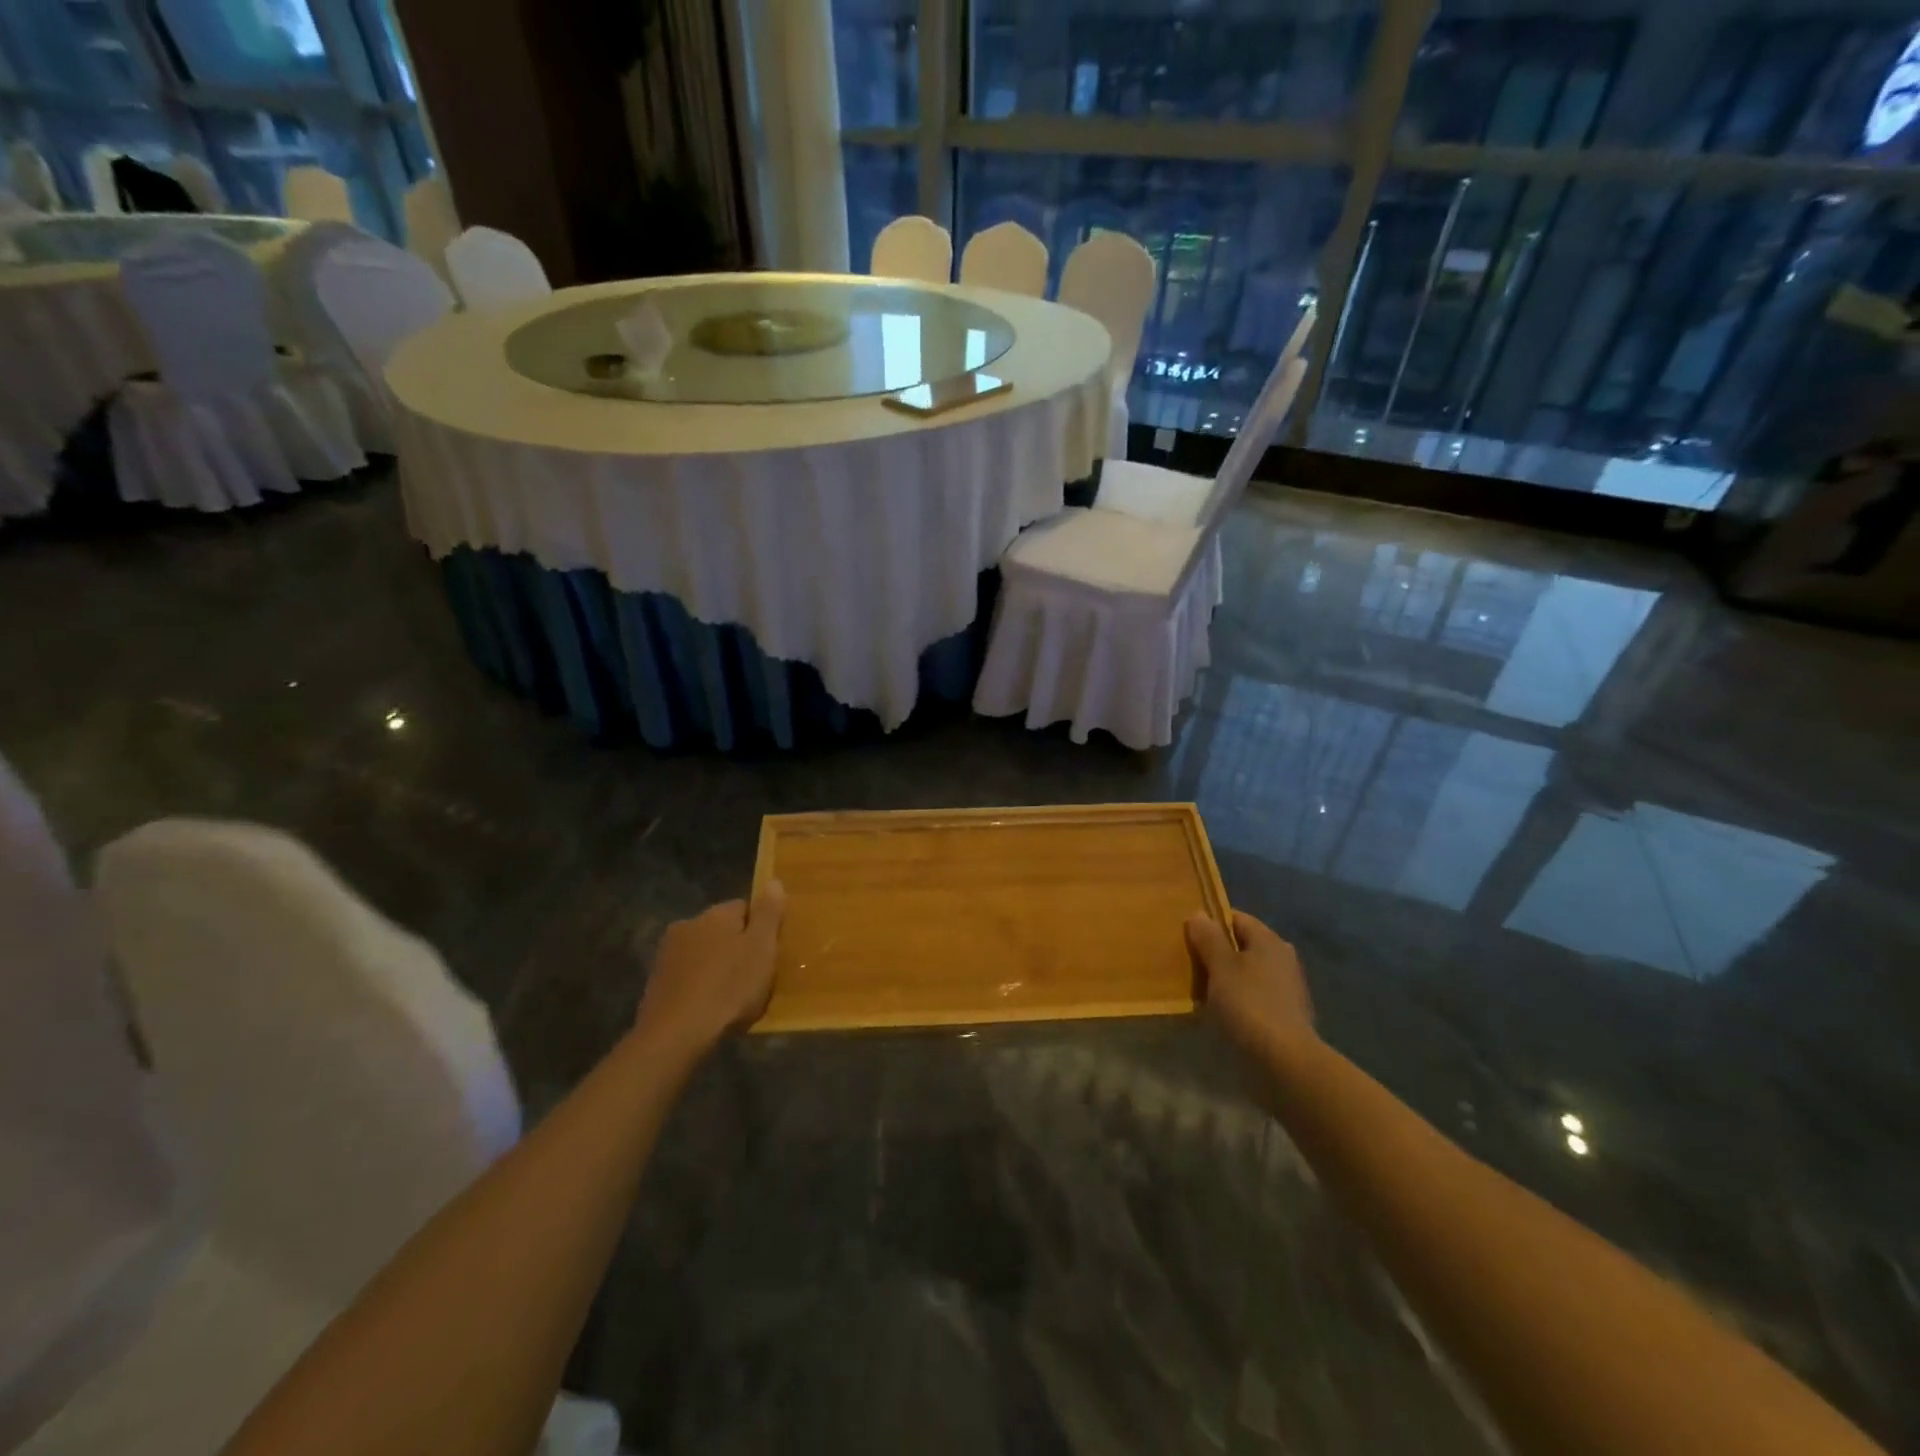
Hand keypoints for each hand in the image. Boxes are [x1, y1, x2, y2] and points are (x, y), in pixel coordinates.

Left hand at [635, 884, 785, 1055]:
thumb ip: (769, 913)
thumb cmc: (728, 988)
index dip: (762, 928)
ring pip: (704, 953)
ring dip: (717, 967)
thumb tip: (774, 881)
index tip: (771, 952)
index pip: (746, 907)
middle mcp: (688, 924)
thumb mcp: (761, 949)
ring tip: (733, 997)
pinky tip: (710, 1007)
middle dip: (738, 947)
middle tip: (756, 976)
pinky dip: (700, 986)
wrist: (675, 1035)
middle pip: (723, 930)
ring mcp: (668, 954)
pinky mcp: (656, 982)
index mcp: (716, 913)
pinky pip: (688, 976)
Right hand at [1185, 911, 1316, 1064]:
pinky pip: (1254, 996)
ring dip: (1226, 978)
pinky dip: (1238, 999)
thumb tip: (1199, 914)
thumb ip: (1209, 939)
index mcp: (1269, 940)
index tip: (1187, 936)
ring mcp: (1287, 987)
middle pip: (1242, 946)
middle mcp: (1282, 958)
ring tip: (1200, 989)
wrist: (1285, 1062)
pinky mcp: (1286, 1014)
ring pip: (1248, 972)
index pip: (1236, 918)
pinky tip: (1221, 1012)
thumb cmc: (1249, 1005)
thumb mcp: (1221, 967)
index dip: (1211, 923)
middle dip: (1217, 952)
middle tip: (1189, 962)